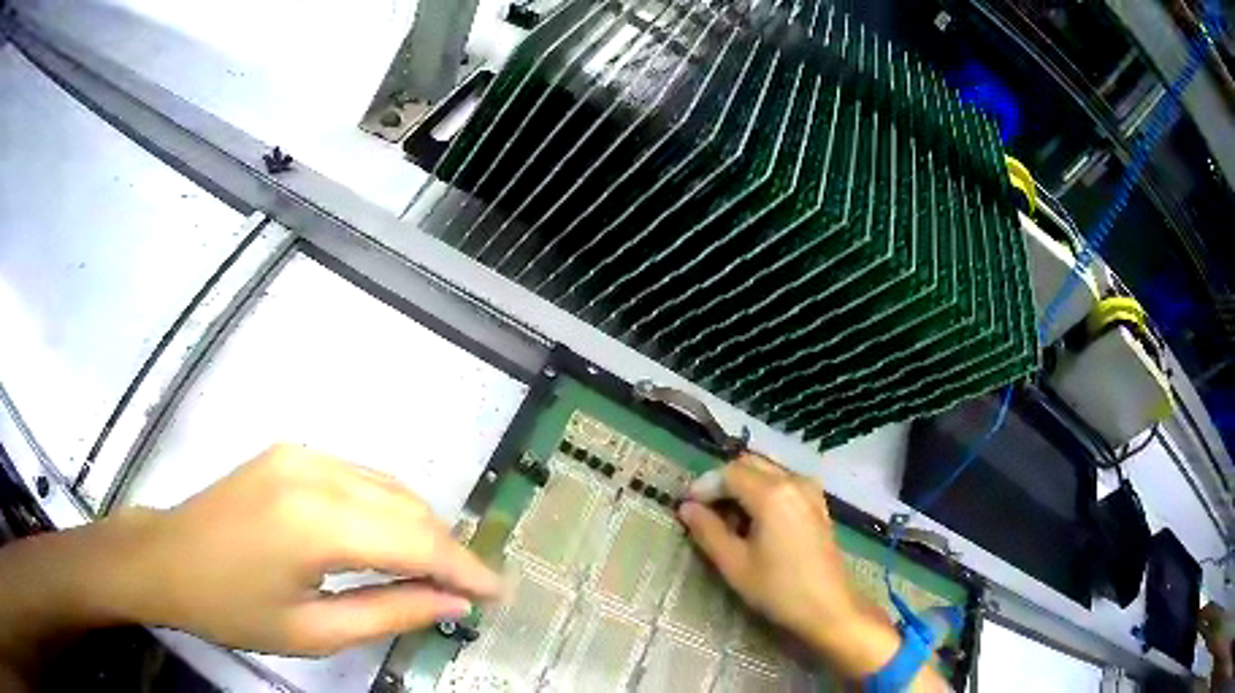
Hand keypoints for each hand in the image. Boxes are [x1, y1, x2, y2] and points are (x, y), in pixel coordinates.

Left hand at [104, 445, 500, 655]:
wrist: (167, 559)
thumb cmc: (233, 608)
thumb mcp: (313, 632)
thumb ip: (389, 613)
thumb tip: (451, 604)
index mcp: (315, 523)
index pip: (414, 541)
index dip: (462, 567)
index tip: (497, 593)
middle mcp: (314, 473)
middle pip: (408, 507)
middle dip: (446, 549)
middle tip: (468, 590)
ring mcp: (301, 454)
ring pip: (388, 486)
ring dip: (420, 527)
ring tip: (436, 570)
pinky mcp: (291, 453)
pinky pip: (360, 477)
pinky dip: (388, 508)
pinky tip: (390, 539)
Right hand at [677, 454, 906, 681]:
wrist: (829, 607)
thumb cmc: (779, 589)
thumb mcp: (735, 564)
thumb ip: (708, 531)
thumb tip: (686, 508)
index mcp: (772, 493)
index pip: (728, 473)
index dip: (704, 487)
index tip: (686, 508)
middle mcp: (794, 480)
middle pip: (749, 464)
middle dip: (723, 483)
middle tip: (704, 513)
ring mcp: (810, 489)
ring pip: (767, 471)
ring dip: (743, 486)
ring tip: (728, 520)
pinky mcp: (817, 502)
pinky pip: (783, 482)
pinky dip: (763, 491)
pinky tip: (756, 521)